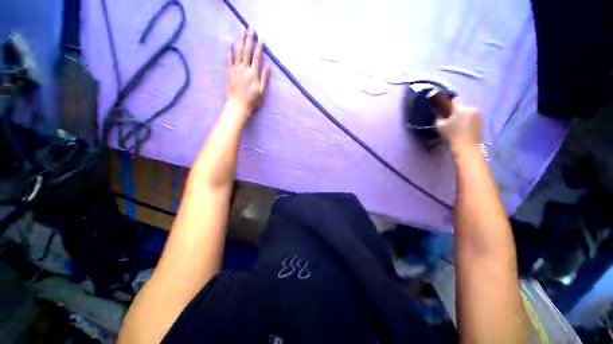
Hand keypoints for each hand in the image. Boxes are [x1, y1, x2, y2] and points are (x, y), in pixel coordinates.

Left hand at [225, 29, 270, 115]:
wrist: (238, 105)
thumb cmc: (252, 100)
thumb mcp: (262, 92)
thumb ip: (265, 78)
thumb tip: (268, 66)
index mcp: (254, 73)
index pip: (257, 57)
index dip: (260, 47)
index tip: (262, 38)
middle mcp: (244, 68)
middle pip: (247, 51)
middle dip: (250, 39)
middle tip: (251, 28)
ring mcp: (235, 69)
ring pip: (238, 52)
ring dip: (240, 40)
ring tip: (242, 31)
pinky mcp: (229, 71)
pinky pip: (228, 58)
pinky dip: (229, 49)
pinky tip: (229, 41)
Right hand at [435, 98, 481, 148]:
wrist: (467, 148)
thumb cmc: (452, 136)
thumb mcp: (440, 126)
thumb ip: (438, 118)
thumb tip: (437, 113)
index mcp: (461, 109)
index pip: (455, 100)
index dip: (448, 102)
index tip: (443, 106)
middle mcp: (472, 109)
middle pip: (461, 108)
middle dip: (456, 112)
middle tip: (449, 119)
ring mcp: (478, 116)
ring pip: (467, 113)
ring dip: (462, 117)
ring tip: (455, 125)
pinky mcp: (481, 123)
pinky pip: (472, 119)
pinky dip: (467, 122)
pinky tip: (462, 129)